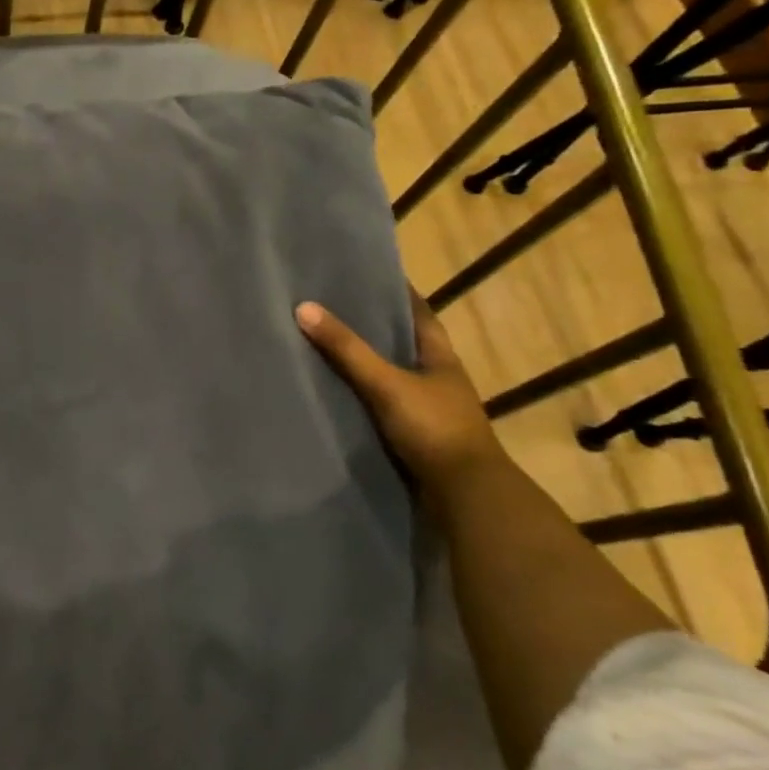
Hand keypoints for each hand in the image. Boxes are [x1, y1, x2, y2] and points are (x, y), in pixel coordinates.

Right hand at [295, 292, 511, 507]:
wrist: (465, 496)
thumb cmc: (433, 429)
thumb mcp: (386, 383)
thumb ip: (347, 350)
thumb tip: (303, 307)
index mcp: (441, 359)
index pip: (420, 314)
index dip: (399, 293)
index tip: (371, 273)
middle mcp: (438, 379)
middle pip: (405, 343)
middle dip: (376, 326)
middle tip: (337, 306)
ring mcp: (430, 410)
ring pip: (395, 375)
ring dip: (370, 363)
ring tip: (330, 346)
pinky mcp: (417, 436)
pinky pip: (385, 404)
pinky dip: (366, 394)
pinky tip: (341, 392)